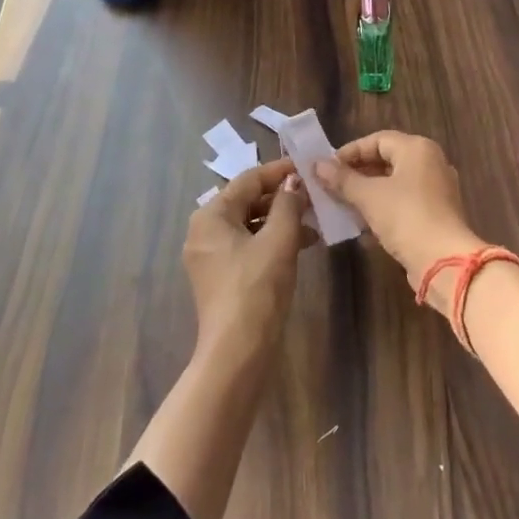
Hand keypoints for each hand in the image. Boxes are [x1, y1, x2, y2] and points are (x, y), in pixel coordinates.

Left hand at [183, 159, 312, 363]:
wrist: (238, 351)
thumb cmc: (257, 286)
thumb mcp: (279, 239)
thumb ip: (288, 203)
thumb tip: (294, 182)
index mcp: (211, 215)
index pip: (249, 180)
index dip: (280, 172)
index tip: (308, 168)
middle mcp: (204, 231)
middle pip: (247, 201)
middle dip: (282, 198)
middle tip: (314, 195)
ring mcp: (210, 256)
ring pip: (250, 224)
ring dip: (281, 220)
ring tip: (314, 222)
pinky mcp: (221, 276)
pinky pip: (248, 245)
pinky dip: (272, 241)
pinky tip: (302, 244)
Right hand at [313, 131, 482, 298]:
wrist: (444, 261)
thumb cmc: (406, 217)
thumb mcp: (369, 196)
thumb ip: (342, 179)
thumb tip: (317, 165)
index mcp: (417, 149)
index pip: (377, 140)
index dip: (350, 152)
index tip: (326, 168)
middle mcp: (431, 163)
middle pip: (387, 160)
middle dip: (357, 174)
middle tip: (331, 187)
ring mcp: (436, 189)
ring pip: (394, 184)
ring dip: (367, 194)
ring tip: (341, 205)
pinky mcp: (436, 214)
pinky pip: (404, 203)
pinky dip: (383, 209)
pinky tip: (362, 226)